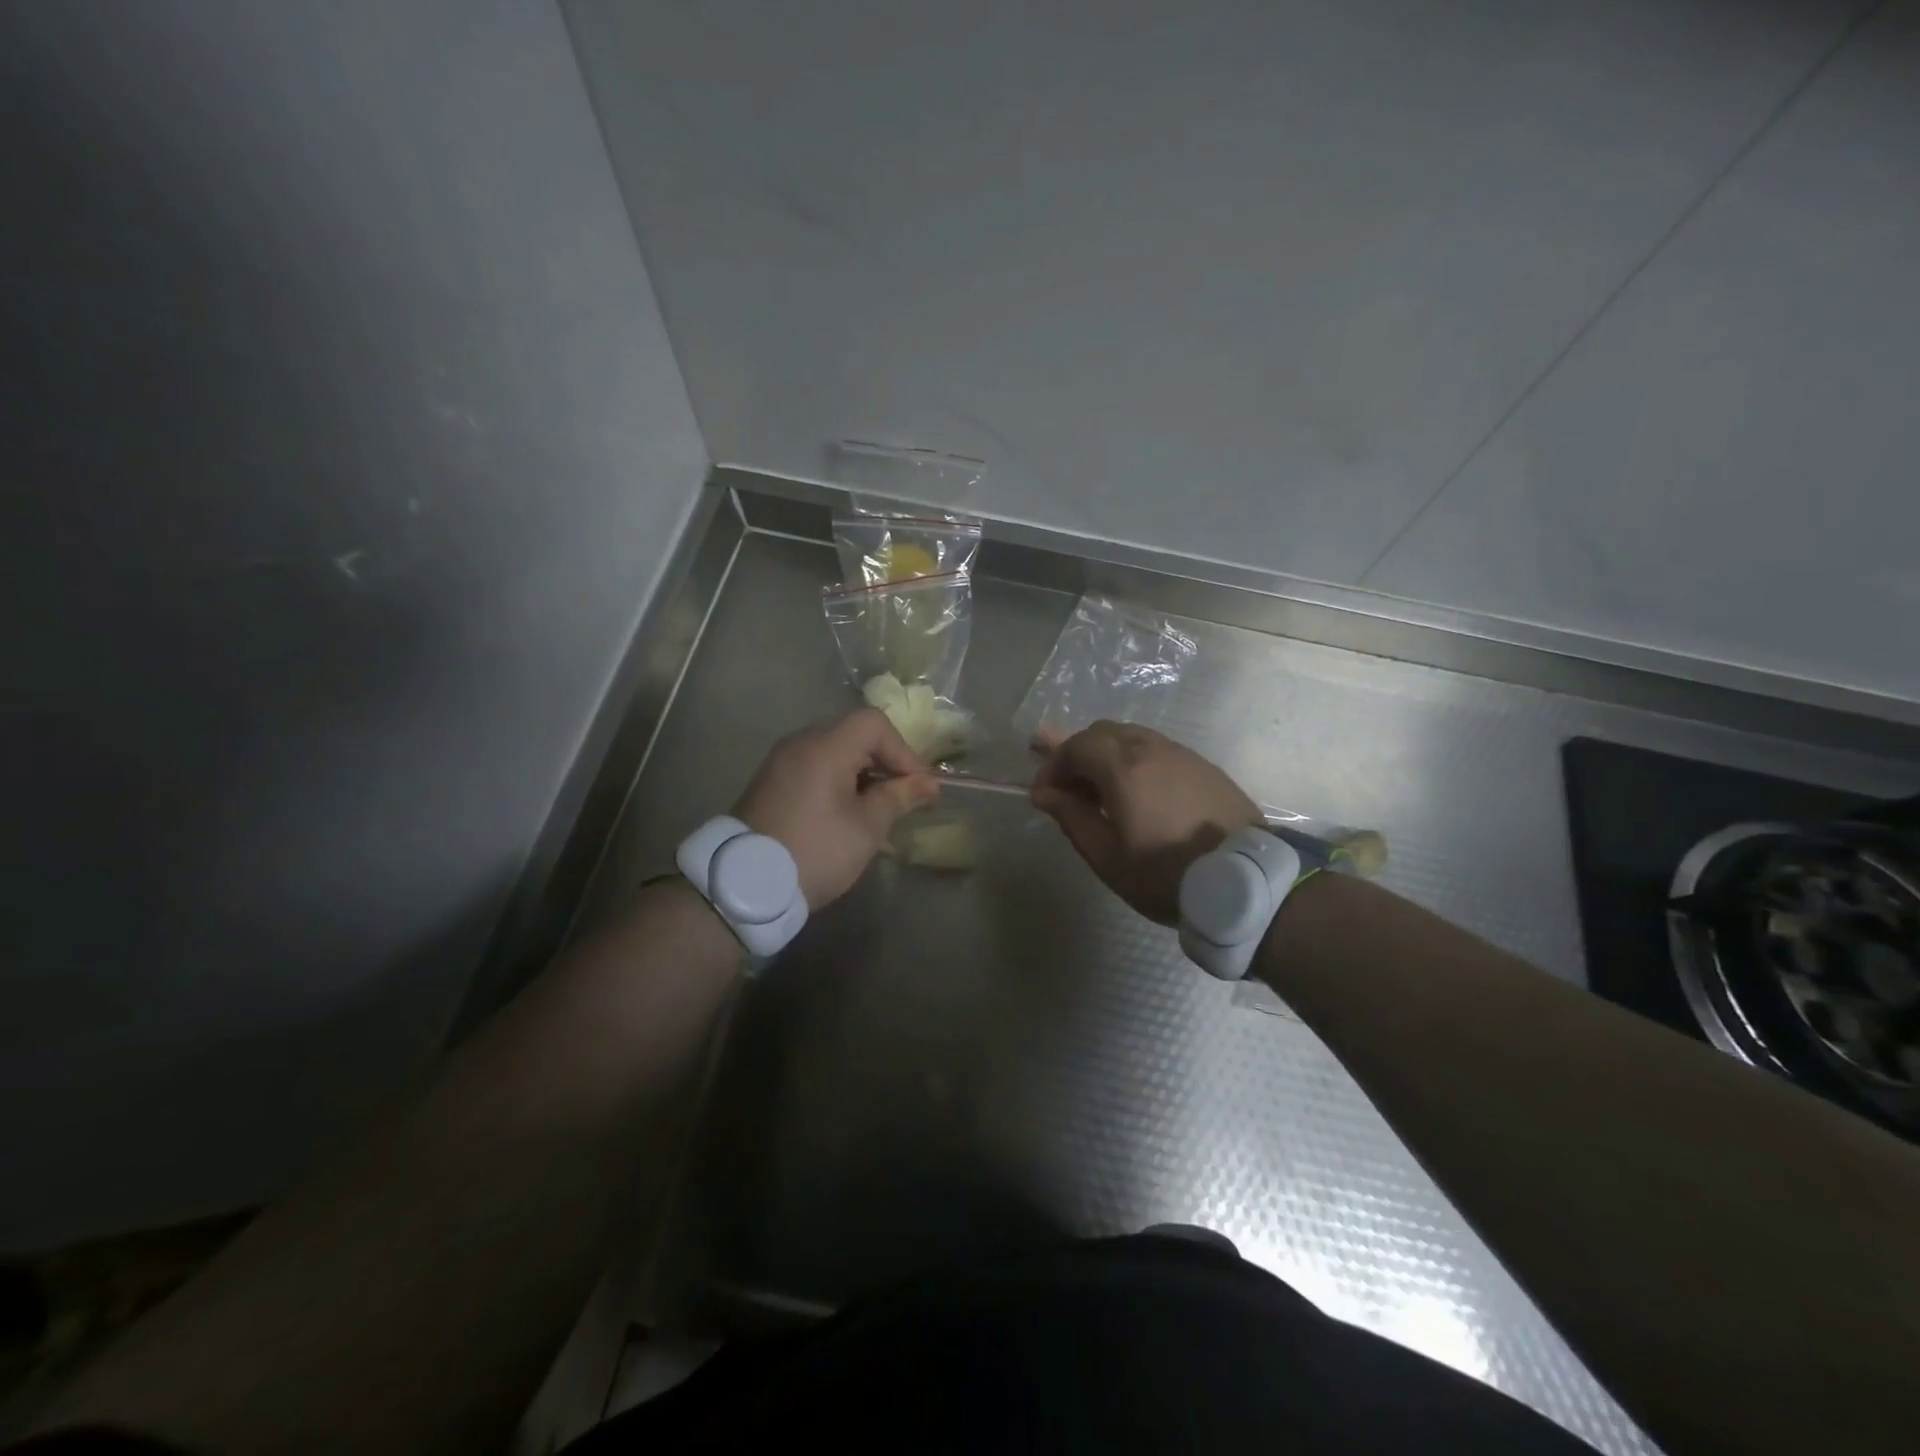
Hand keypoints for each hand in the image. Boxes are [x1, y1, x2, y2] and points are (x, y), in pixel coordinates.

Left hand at [733, 708, 940, 909]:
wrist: (744, 886)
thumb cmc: (816, 851)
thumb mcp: (866, 828)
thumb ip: (898, 797)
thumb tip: (927, 784)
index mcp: (825, 746)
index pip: (874, 723)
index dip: (903, 750)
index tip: (916, 785)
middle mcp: (800, 742)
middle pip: (854, 733)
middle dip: (885, 761)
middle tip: (902, 795)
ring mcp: (781, 760)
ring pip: (834, 750)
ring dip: (862, 772)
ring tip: (877, 807)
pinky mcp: (770, 781)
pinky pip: (814, 765)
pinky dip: (837, 779)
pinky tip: (846, 811)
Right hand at [1030, 721, 1262, 923]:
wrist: (1245, 882)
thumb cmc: (1165, 873)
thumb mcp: (1107, 856)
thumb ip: (1071, 818)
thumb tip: (1044, 794)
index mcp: (1123, 767)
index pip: (1076, 746)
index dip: (1053, 766)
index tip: (1046, 795)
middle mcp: (1151, 748)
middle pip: (1102, 732)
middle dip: (1079, 756)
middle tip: (1072, 793)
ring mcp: (1182, 753)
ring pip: (1132, 737)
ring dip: (1108, 758)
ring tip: (1106, 797)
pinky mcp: (1204, 766)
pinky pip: (1158, 750)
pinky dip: (1137, 763)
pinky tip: (1141, 797)